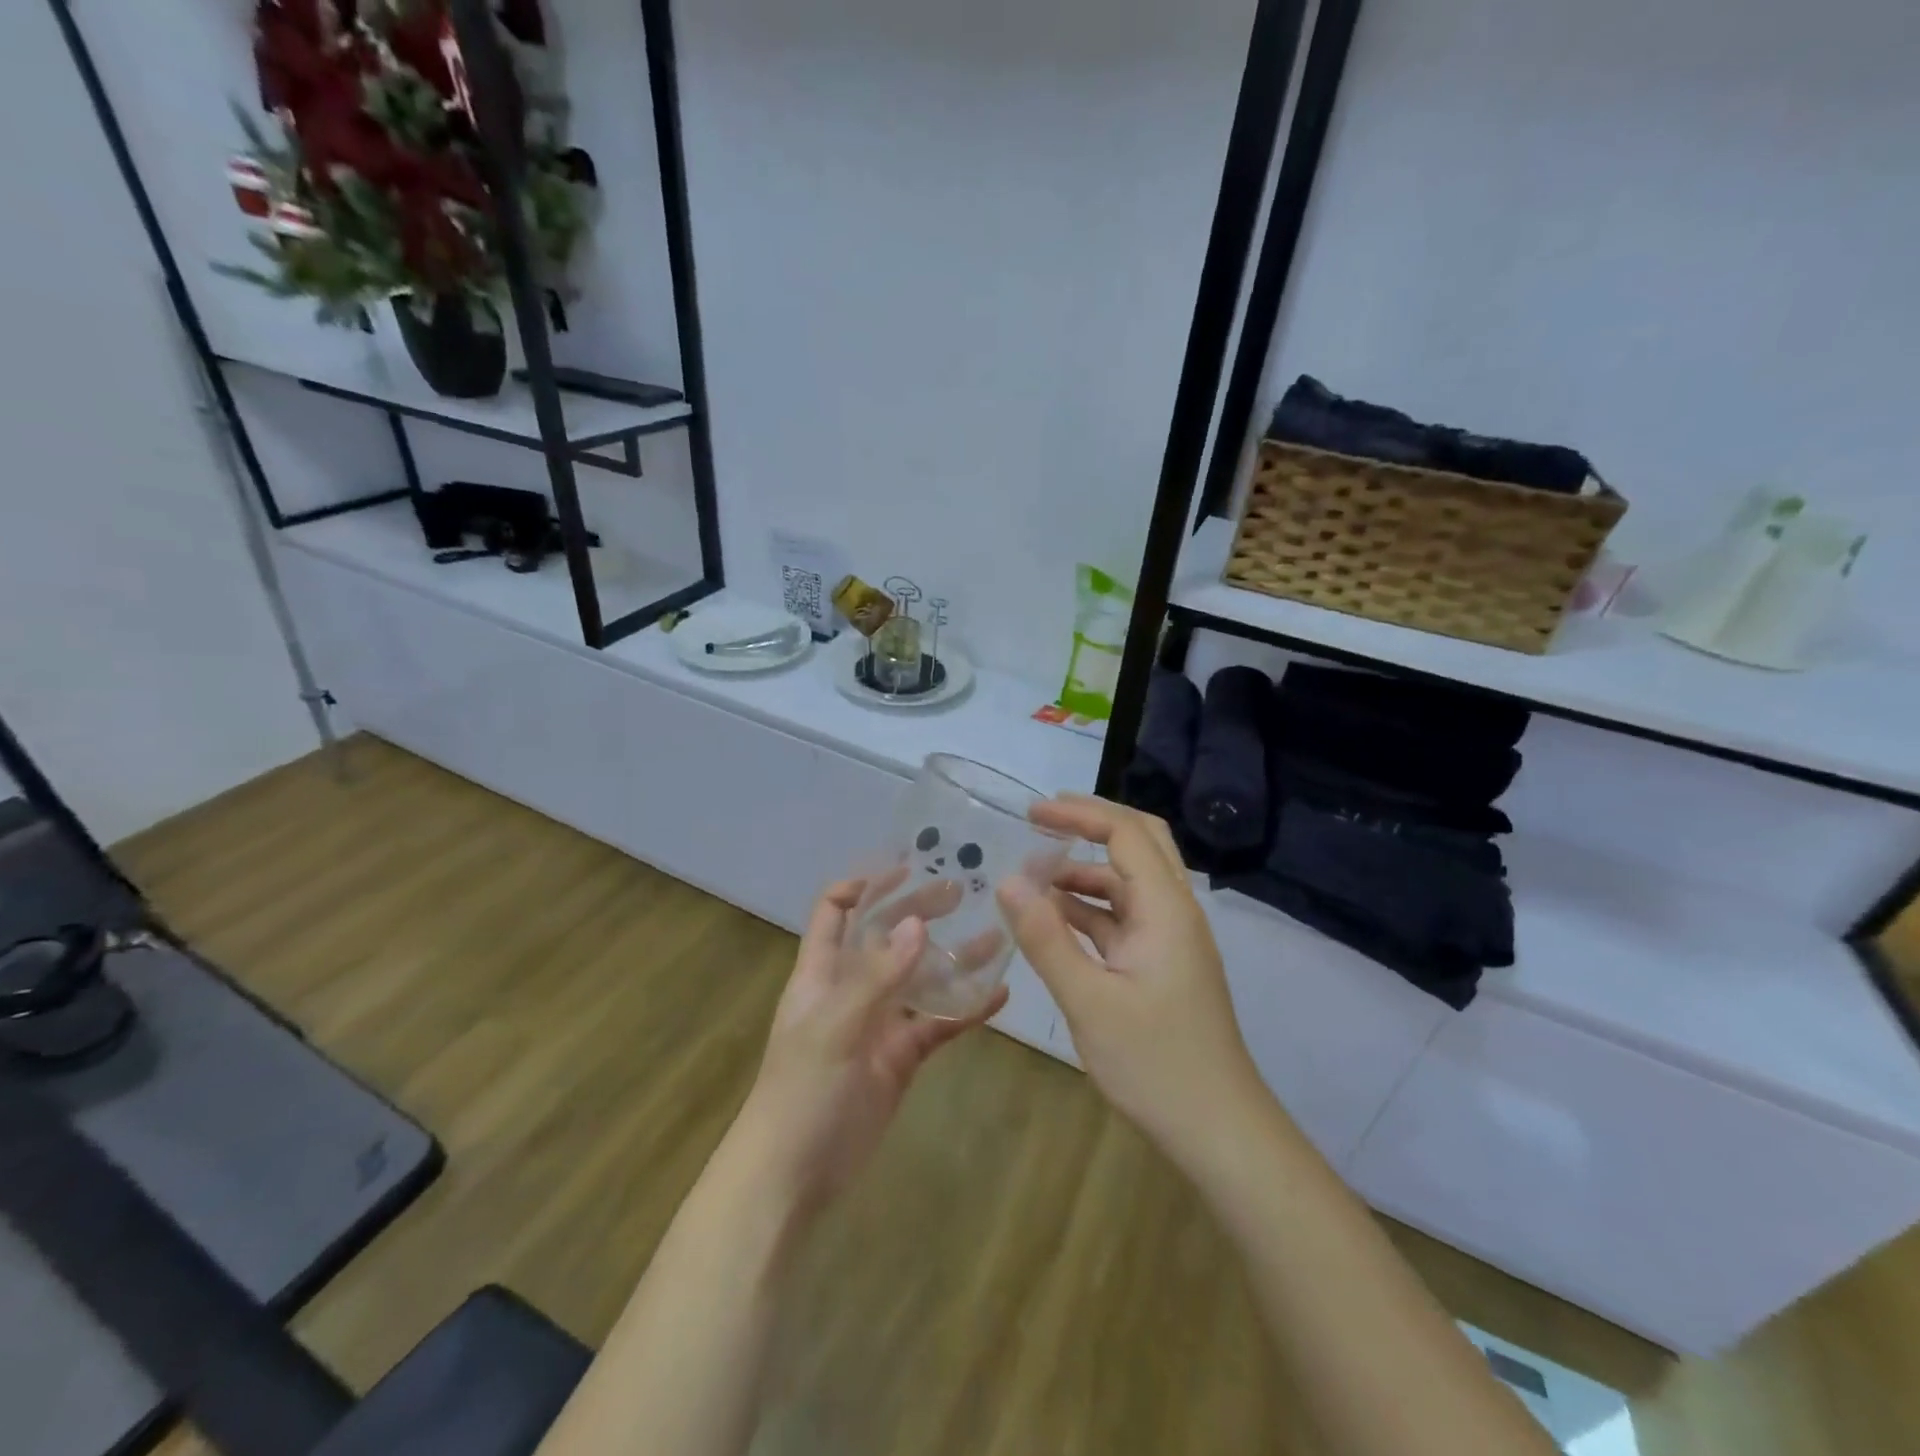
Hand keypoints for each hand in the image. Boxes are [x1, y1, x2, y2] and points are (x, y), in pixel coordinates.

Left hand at [737, 877, 1006, 1215]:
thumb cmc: (801, 1091)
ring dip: (953, 959)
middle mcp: (851, 989)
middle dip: (919, 911)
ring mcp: (879, 1024)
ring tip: (996, 935)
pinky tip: (999, 995)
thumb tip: (918, 924)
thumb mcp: (834, 1027)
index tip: (905, 868)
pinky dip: (966, 1010)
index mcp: (822, 972)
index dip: (863, 885)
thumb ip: (877, 977)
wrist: (792, 1176)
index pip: (835, 911)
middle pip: (886, 937)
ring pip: (920, 980)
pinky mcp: (901, 1058)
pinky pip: (938, 1024)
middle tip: (962, 891)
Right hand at [997, 795, 1262, 1169]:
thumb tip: (1007, 881)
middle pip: (1139, 843)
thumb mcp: (1089, 1001)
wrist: (1219, 1129)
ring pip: (1128, 882)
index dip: (1078, 814)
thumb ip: (1047, 938)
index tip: (1031, 813)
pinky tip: (1053, 921)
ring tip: (1033, 877)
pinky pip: (1123, 918)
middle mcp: (1174, 912)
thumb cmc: (1156, 1063)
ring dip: (1084, 872)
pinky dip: (1089, 909)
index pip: (1125, 833)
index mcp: (1165, 909)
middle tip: (1040, 821)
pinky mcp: (1162, 964)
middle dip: (1090, 825)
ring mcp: (1170, 939)